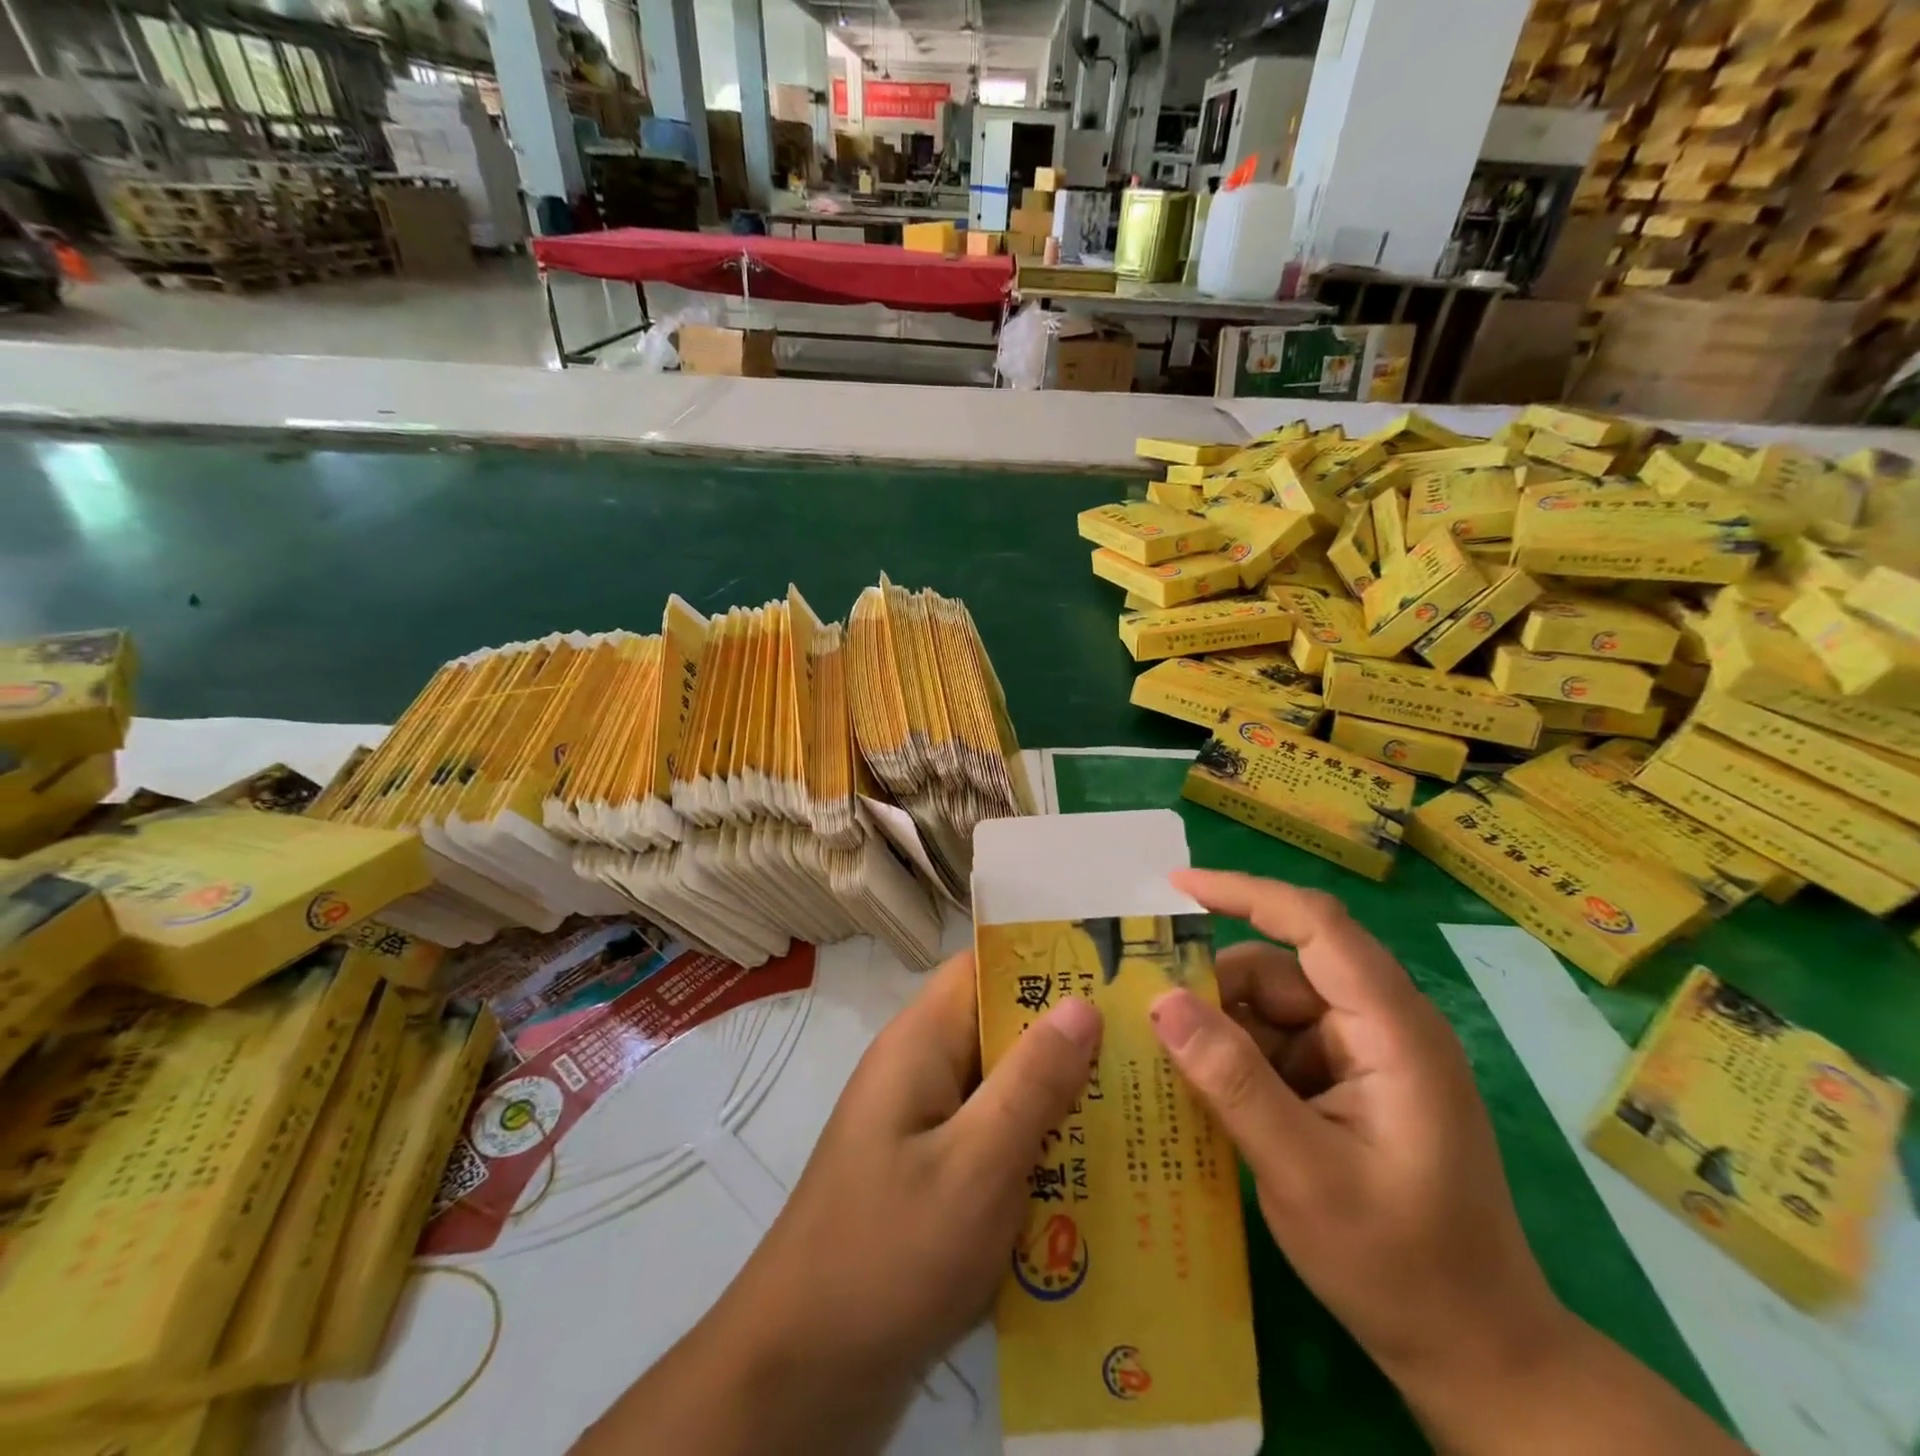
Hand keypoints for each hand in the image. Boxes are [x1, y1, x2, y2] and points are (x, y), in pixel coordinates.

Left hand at [740, 947, 1101, 1383]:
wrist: (803, 1373)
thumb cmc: (891, 1252)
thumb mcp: (976, 1163)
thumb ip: (1032, 1081)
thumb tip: (1083, 1003)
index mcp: (921, 1043)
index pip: (984, 968)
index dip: (1045, 963)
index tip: (1116, 974)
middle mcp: (919, 1070)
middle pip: (1000, 1029)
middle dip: (1068, 1040)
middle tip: (1149, 1052)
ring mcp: (921, 1126)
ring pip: (1001, 1090)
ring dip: (1057, 1102)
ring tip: (1140, 1113)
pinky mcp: (928, 1177)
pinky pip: (991, 1141)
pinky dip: (1035, 1151)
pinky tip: (1093, 1181)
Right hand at [1149, 870, 1568, 1399]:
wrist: (1475, 1354)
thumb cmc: (1400, 1266)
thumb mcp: (1302, 1174)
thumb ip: (1232, 1081)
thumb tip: (1161, 1000)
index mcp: (1393, 1030)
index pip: (1316, 925)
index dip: (1245, 893)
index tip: (1176, 888)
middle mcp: (1382, 1025)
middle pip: (1282, 969)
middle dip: (1217, 989)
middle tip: (1153, 1023)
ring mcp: (1365, 1054)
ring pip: (1271, 1006)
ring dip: (1223, 1030)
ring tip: (1176, 1070)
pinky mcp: (1349, 1081)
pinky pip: (1277, 1043)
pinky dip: (1237, 1057)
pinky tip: (1207, 1092)